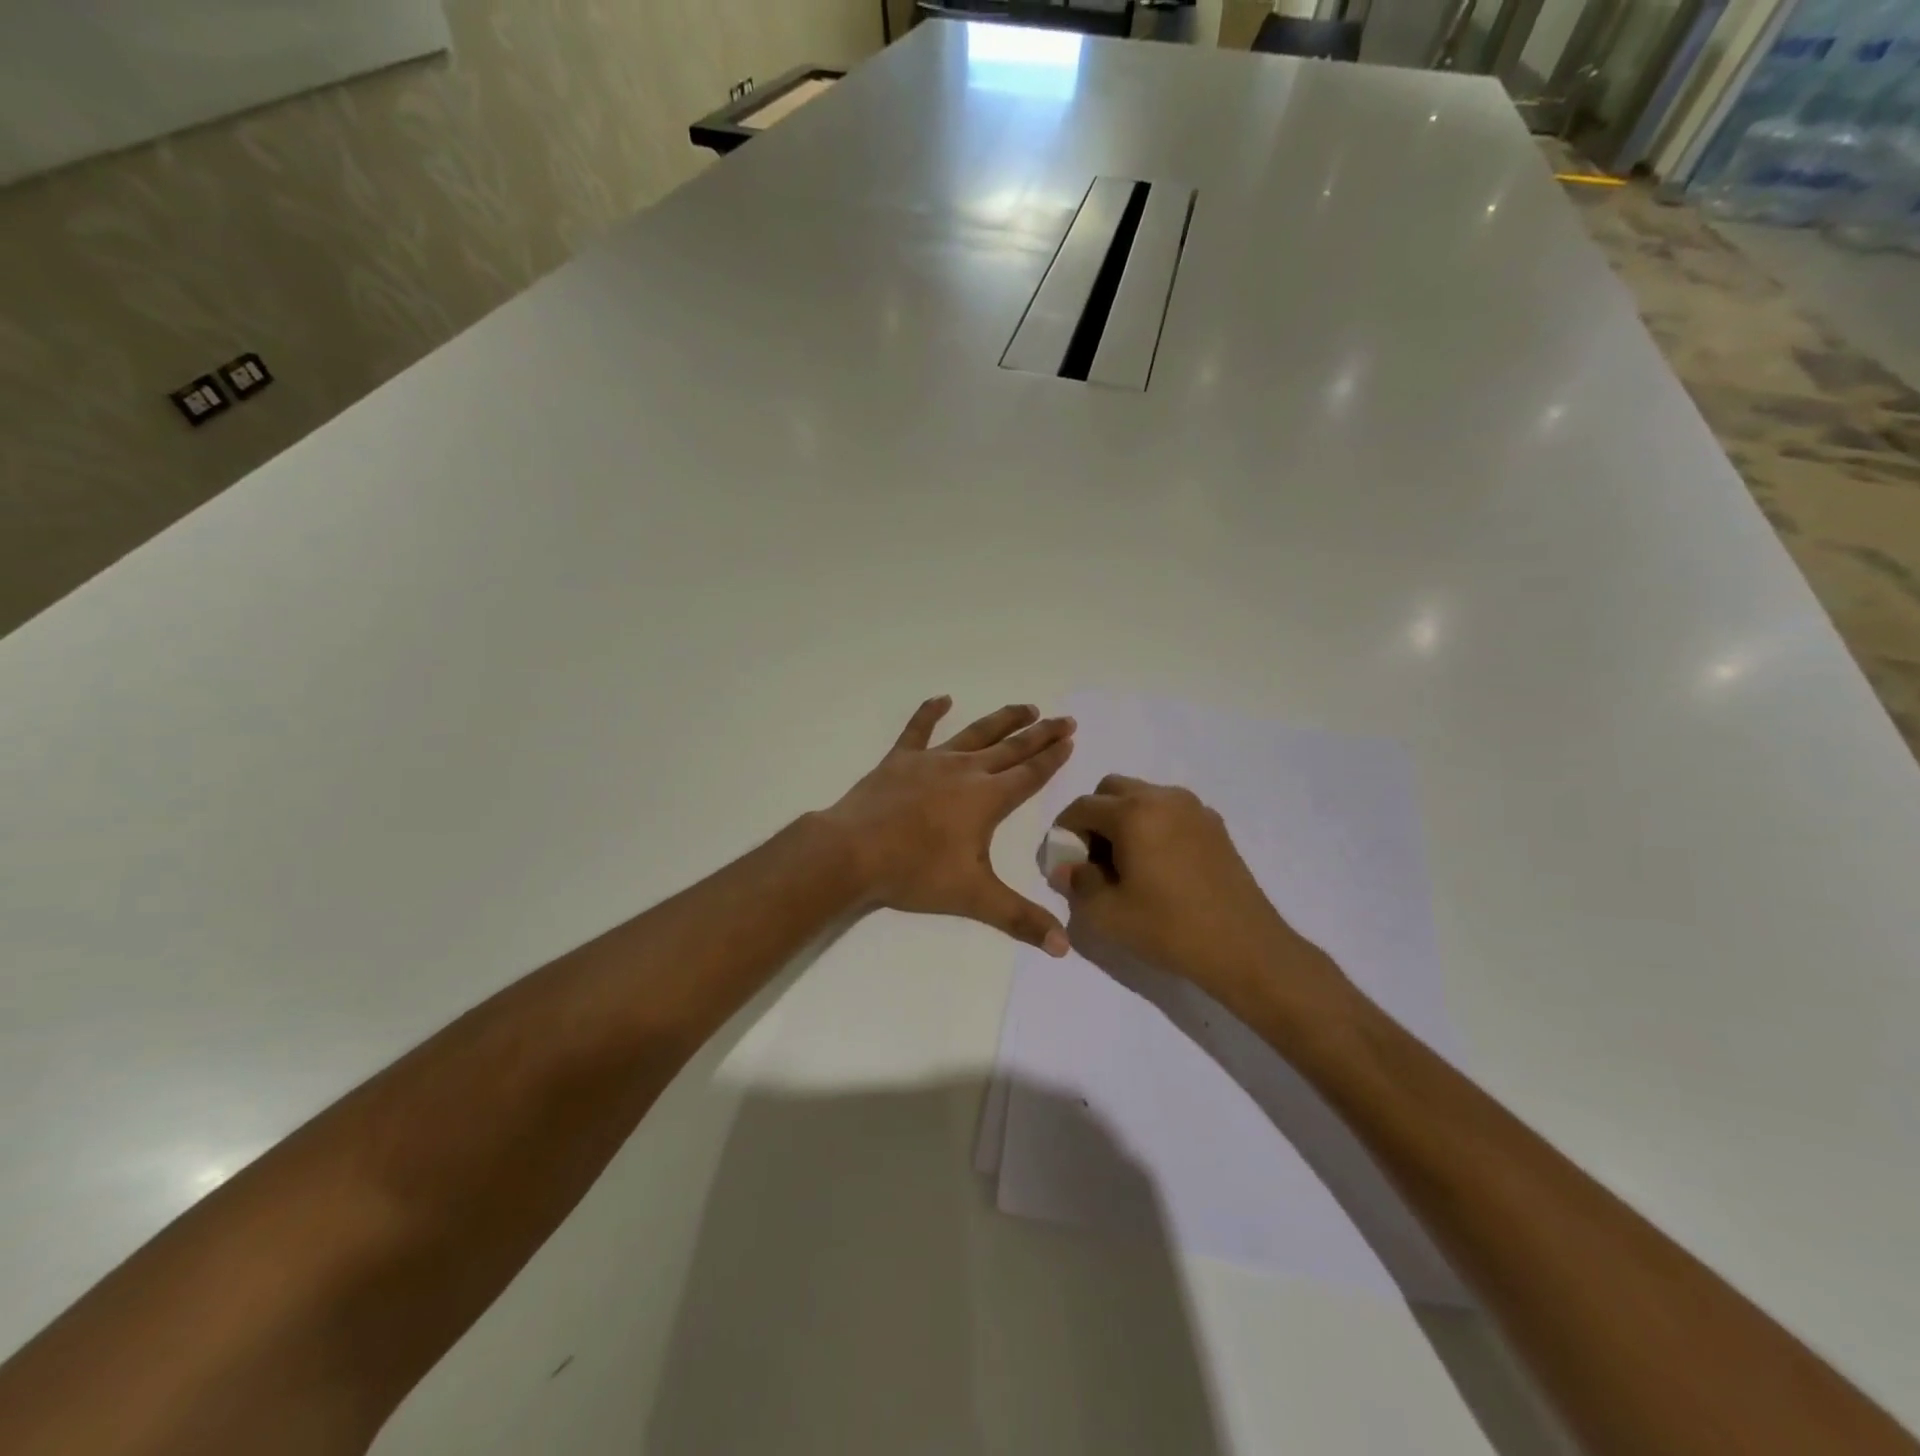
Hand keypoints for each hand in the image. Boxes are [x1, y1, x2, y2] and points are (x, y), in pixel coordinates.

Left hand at [823, 697, 1076, 953]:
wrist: (852, 852)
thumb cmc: (916, 872)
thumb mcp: (974, 898)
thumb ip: (1020, 918)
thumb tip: (1064, 948)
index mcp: (987, 798)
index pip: (1030, 774)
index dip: (1053, 757)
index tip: (1070, 739)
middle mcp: (965, 771)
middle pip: (1011, 748)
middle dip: (1040, 734)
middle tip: (1064, 719)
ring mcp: (931, 760)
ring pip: (975, 733)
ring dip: (1002, 720)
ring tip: (1026, 707)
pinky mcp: (899, 759)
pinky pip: (918, 729)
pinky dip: (930, 712)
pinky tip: (943, 698)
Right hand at [1048, 776, 1346, 1015]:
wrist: (1244, 948)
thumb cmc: (1169, 928)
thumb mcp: (1107, 913)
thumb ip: (1077, 883)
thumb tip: (1066, 867)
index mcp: (1132, 813)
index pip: (1082, 807)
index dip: (1065, 832)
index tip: (1065, 861)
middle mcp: (1162, 798)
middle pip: (1111, 789)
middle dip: (1095, 816)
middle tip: (1095, 857)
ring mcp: (1194, 808)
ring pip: (1143, 796)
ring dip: (1124, 818)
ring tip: (1127, 862)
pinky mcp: (1214, 825)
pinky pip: (1170, 810)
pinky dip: (1154, 824)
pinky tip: (1159, 865)